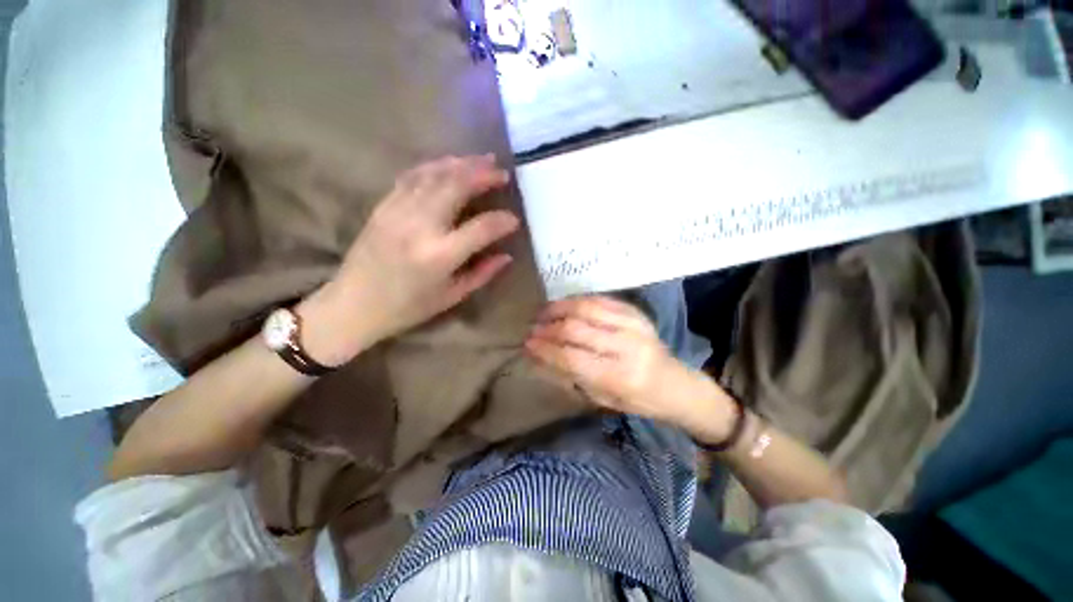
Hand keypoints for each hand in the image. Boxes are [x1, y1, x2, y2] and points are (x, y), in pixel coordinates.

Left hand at [299, 155, 519, 364]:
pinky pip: (411, 176)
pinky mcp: (383, 206)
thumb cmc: (408, 307)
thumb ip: (482, 273)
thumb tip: (506, 255)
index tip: (514, 219)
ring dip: (461, 164)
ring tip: (482, 159)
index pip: (481, 228)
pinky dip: (434, 166)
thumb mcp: (451, 296)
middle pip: (456, 187)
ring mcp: (398, 211)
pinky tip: (449, 164)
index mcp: (439, 255)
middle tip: (502, 172)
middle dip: (482, 175)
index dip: (502, 221)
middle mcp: (419, 226)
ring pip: (434, 175)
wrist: (354, 304)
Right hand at [524, 296, 722, 430]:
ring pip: (585, 307)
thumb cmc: (636, 399)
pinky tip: (564, 305)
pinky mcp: (635, 311)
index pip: (571, 357)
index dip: (544, 348)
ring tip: (543, 312)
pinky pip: (599, 299)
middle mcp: (626, 346)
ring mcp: (633, 324)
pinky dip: (577, 301)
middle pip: (575, 328)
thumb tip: (537, 356)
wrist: (674, 384)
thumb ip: (568, 375)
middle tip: (532, 328)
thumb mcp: (600, 398)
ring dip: (559, 308)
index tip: (527, 344)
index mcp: (619, 376)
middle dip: (548, 327)